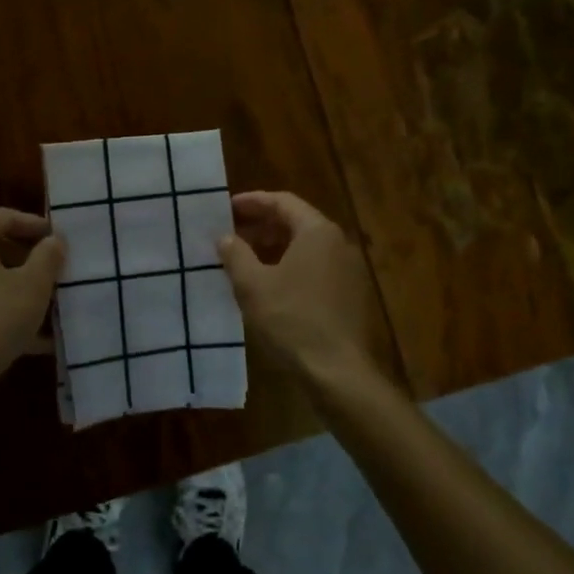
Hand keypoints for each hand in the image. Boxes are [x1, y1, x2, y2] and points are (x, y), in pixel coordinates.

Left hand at [0, 208, 63, 393]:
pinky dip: (2, 309)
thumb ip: (48, 255)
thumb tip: (54, 240)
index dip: (36, 225)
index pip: (4, 217)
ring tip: (49, 303)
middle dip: (28, 259)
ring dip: (17, 286)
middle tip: (56, 270)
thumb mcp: (33, 285)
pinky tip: (33, 336)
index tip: (61, 240)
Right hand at [217, 192, 383, 393]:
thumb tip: (224, 237)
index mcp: (317, 232)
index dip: (252, 202)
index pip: (283, 202)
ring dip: (274, 248)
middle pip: (296, 222)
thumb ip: (236, 255)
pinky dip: (290, 267)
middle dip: (261, 226)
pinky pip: (315, 268)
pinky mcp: (349, 294)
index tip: (226, 208)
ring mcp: (348, 269)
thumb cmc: (292, 320)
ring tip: (244, 260)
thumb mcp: (253, 285)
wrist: (337, 371)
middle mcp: (338, 243)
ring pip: (306, 247)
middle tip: (231, 234)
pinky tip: (269, 286)